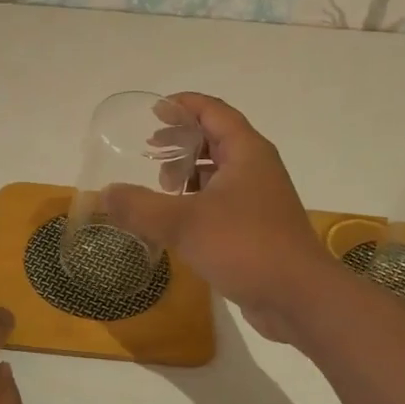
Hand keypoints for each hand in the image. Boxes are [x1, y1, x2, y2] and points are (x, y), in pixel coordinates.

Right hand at [103, 93, 330, 342]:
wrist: (299, 298)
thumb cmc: (245, 246)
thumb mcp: (184, 223)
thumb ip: (140, 207)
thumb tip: (104, 194)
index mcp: (246, 152)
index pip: (214, 111)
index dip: (184, 105)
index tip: (153, 111)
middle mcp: (256, 168)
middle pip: (216, 138)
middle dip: (182, 139)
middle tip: (149, 149)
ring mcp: (259, 199)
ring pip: (219, 171)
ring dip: (189, 171)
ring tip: (160, 183)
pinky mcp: (257, 227)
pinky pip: (222, 200)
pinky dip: (197, 199)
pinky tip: (177, 219)